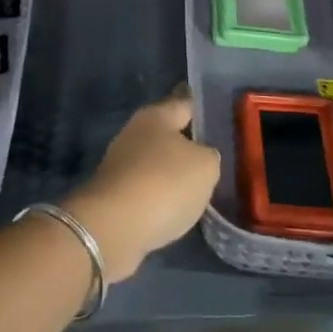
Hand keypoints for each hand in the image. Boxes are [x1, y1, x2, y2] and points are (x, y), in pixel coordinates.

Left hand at [63, 88, 220, 281]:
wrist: (114, 227)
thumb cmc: (164, 183)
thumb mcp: (205, 166)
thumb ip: (209, 156)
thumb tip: (201, 158)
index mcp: (156, 115)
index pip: (185, 103)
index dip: (203, 109)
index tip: (218, 114)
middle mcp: (134, 133)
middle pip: (168, 134)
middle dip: (188, 144)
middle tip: (215, 155)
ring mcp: (121, 164)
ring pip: (157, 163)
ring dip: (173, 173)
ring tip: (200, 186)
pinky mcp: (114, 195)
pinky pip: (147, 189)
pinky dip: (161, 197)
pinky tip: (178, 208)